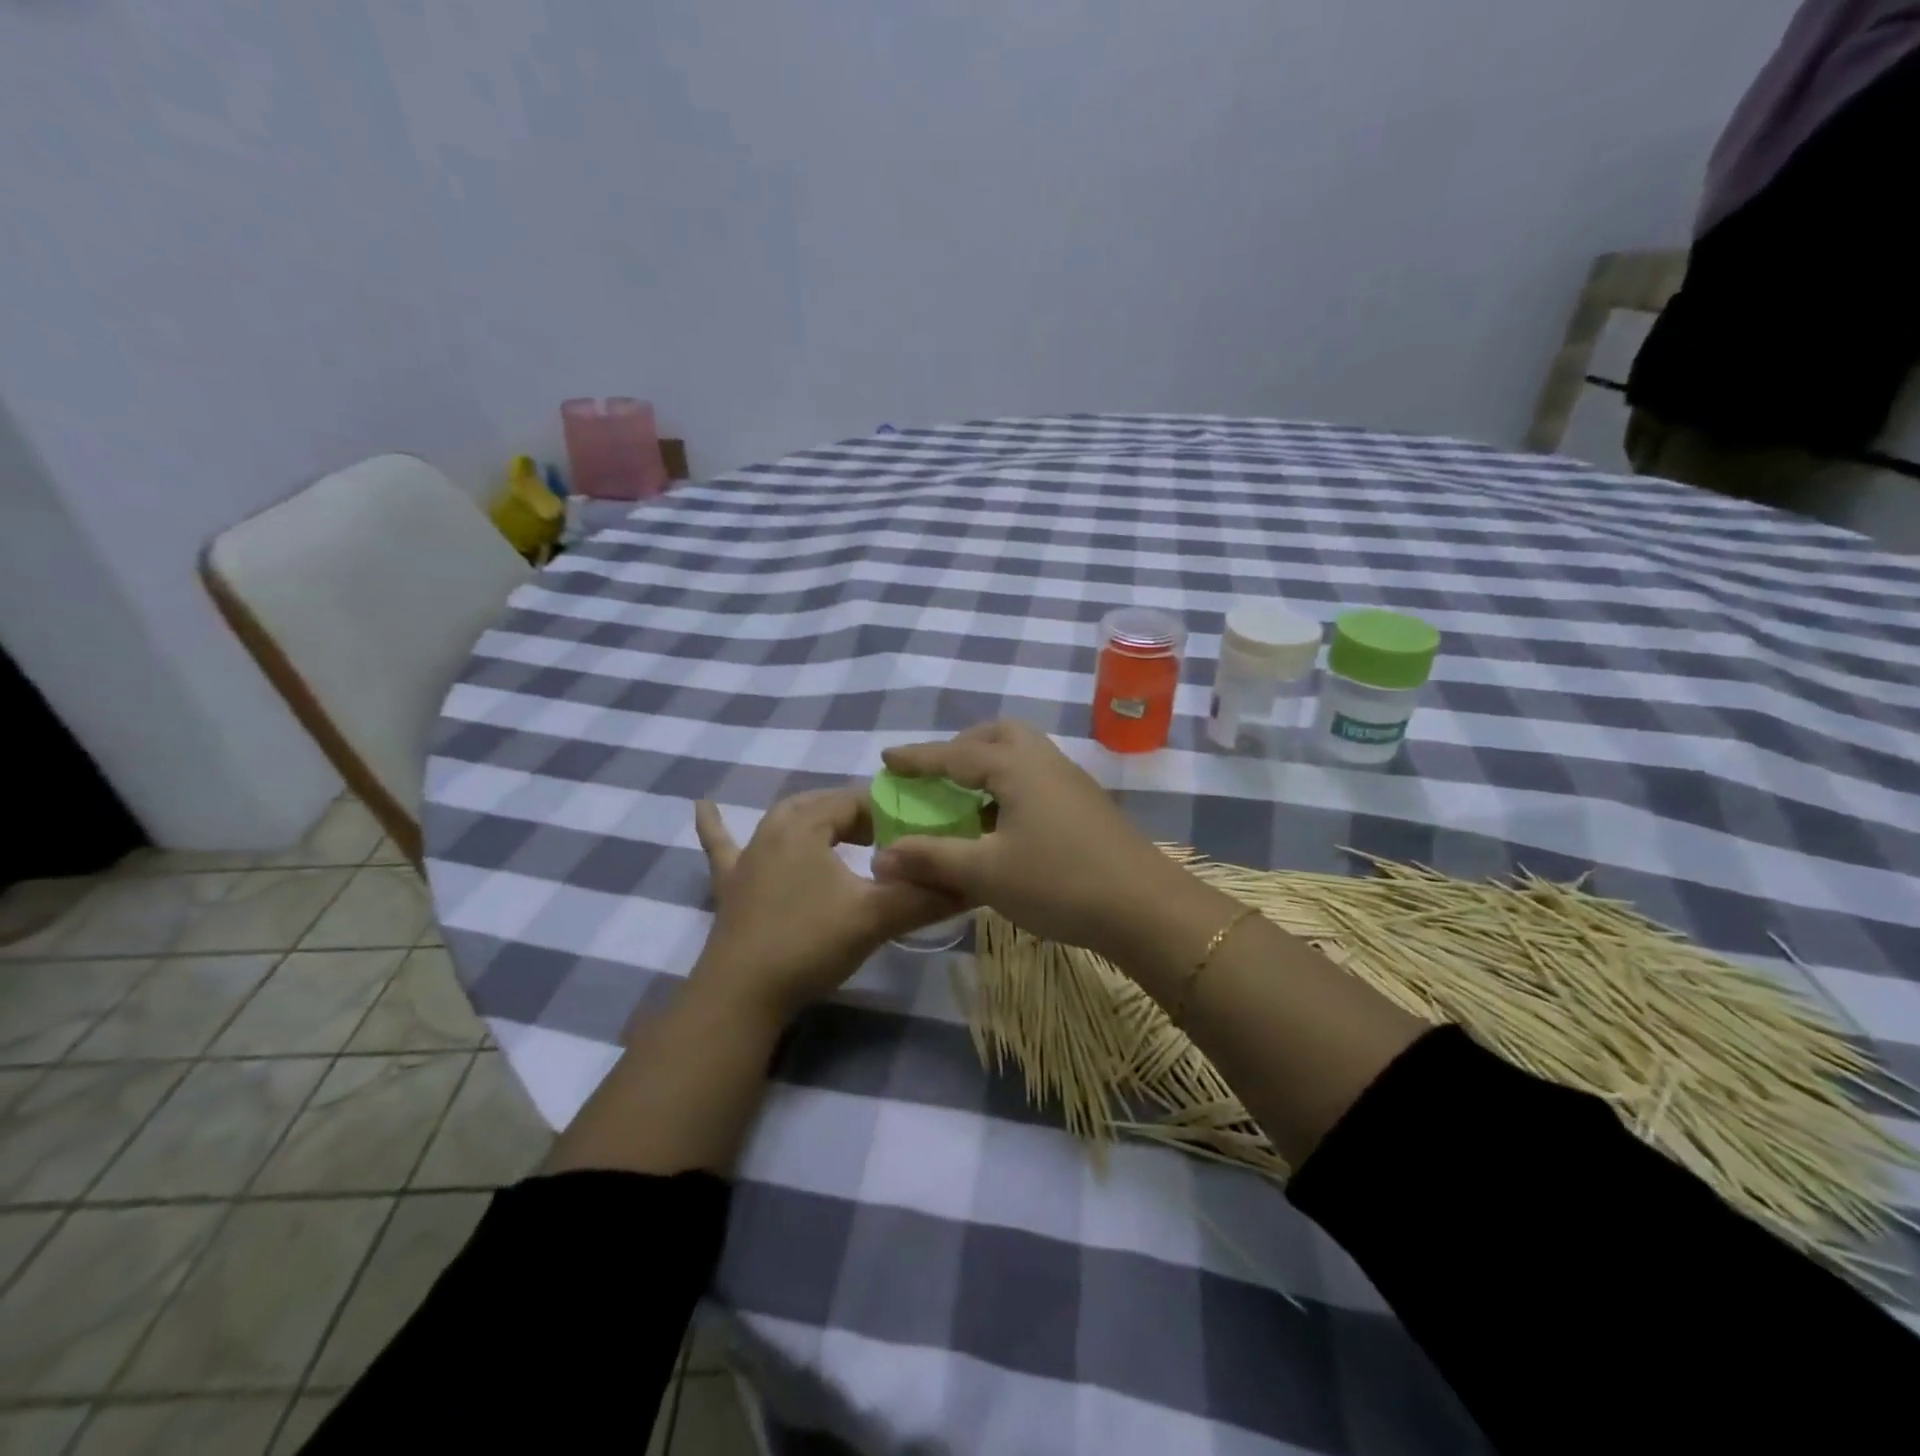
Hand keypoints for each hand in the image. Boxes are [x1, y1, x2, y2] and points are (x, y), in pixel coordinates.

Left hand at [690, 789, 959, 1020]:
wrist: (741, 996)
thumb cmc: (808, 944)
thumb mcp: (875, 918)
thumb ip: (927, 898)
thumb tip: (976, 882)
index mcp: (806, 824)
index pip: (858, 801)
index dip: (893, 814)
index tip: (920, 835)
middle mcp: (774, 828)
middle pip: (825, 808)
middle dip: (861, 818)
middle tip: (893, 842)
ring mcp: (748, 857)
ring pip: (787, 822)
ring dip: (816, 821)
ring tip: (844, 829)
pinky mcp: (731, 885)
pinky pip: (723, 846)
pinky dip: (716, 826)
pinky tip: (700, 804)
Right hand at [871, 721, 1199, 957]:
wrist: (1145, 908)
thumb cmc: (1059, 883)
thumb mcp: (986, 873)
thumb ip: (933, 858)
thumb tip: (882, 855)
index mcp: (1016, 767)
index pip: (955, 753)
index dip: (918, 757)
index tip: (887, 758)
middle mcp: (1045, 761)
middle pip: (998, 734)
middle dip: (962, 747)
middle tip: (938, 774)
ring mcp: (1071, 780)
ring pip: (1023, 754)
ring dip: (990, 765)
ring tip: (967, 800)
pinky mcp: (1087, 804)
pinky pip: (1038, 776)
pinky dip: (1011, 785)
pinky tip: (1004, 823)